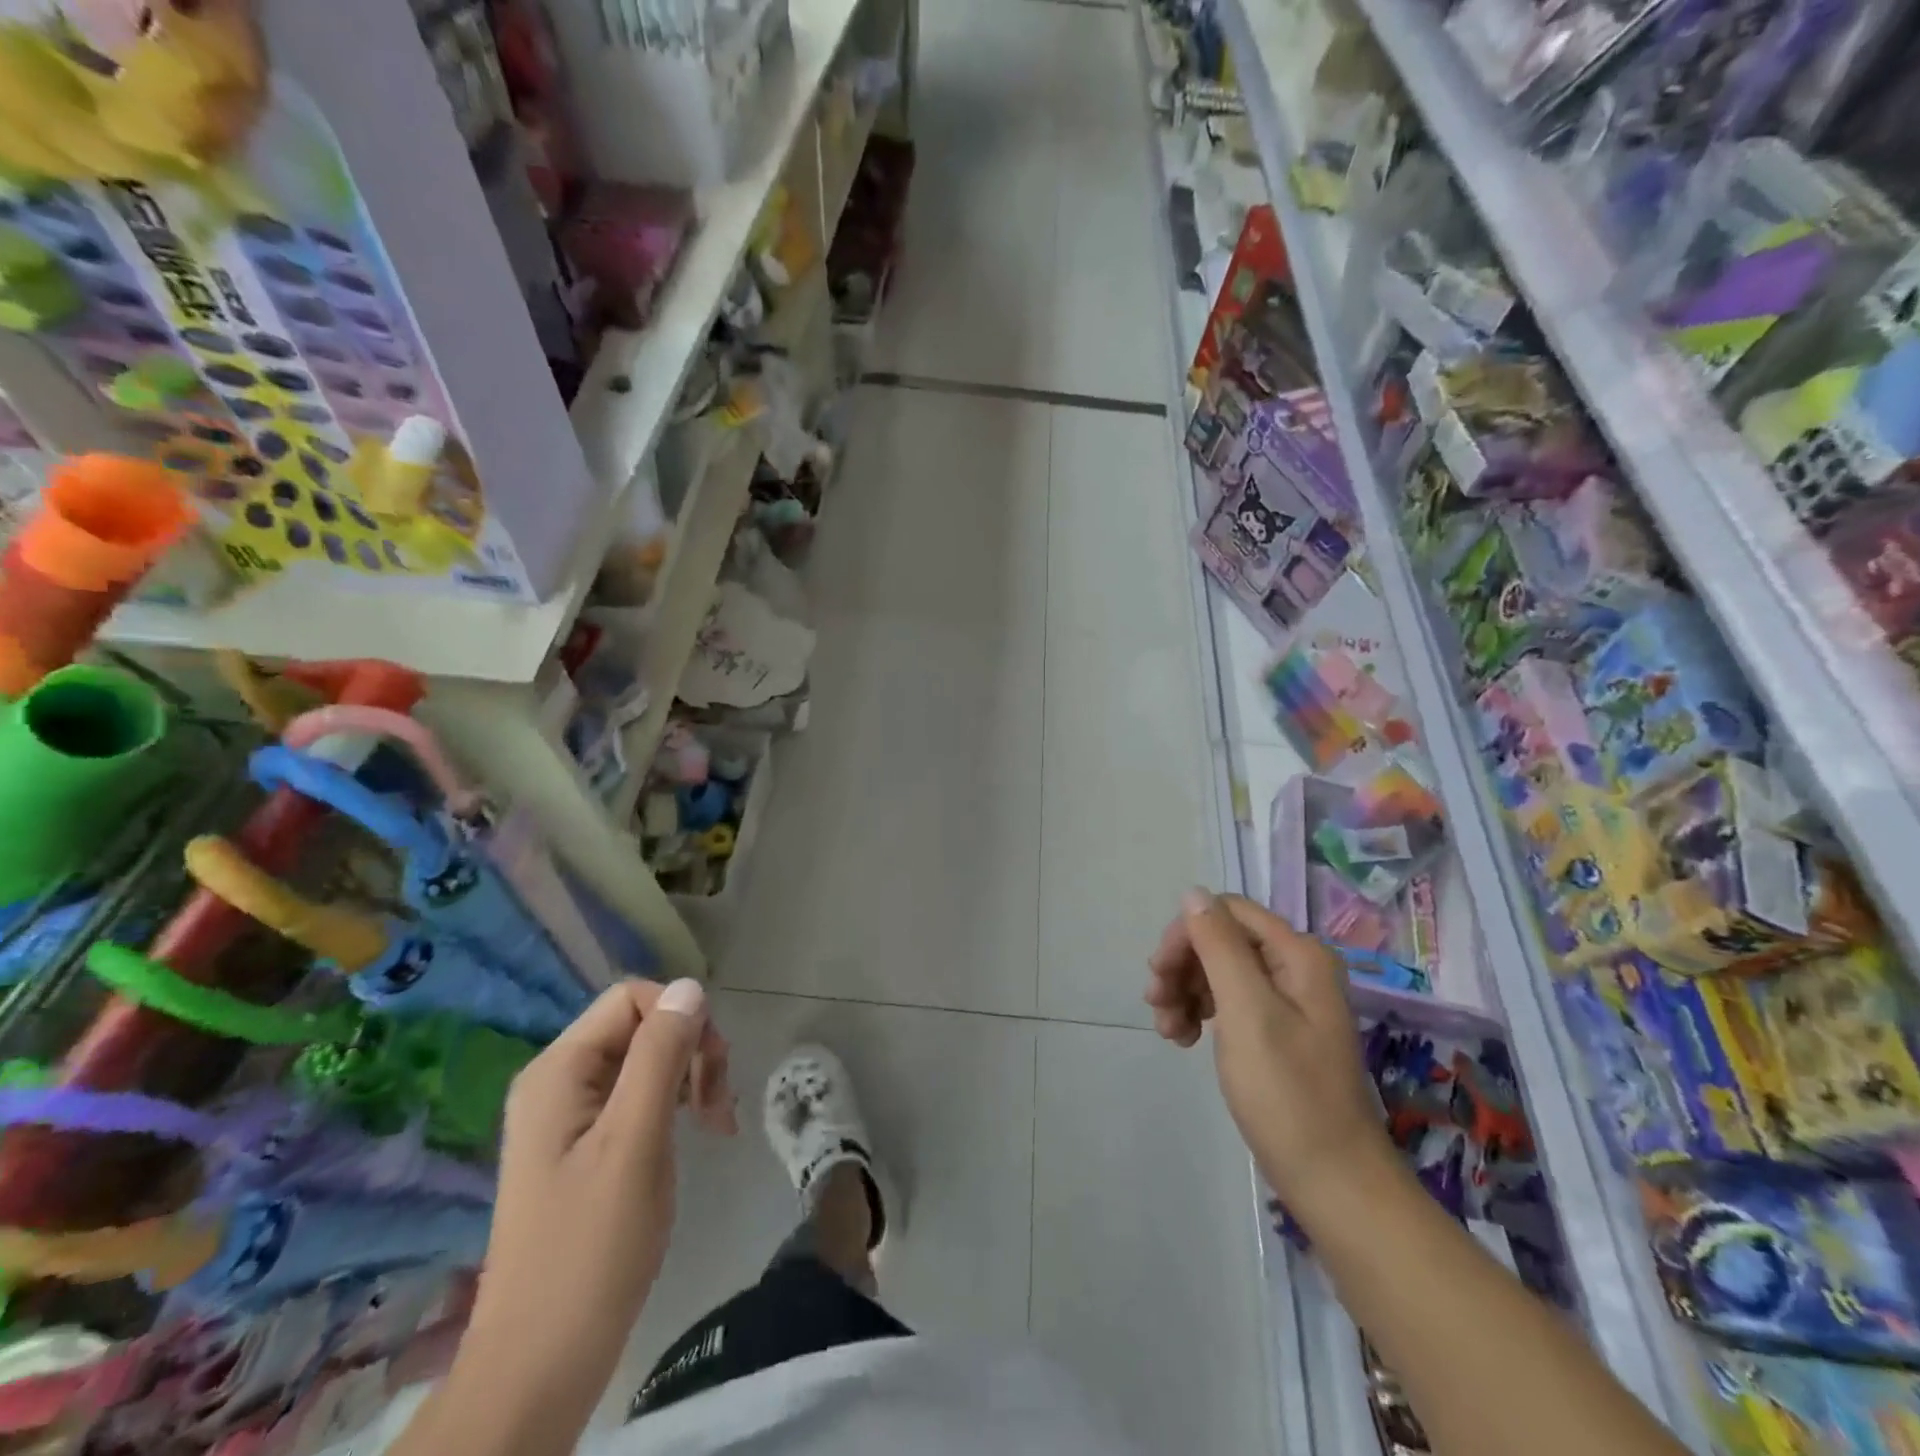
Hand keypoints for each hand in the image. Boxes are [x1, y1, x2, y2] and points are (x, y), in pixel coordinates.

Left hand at [461, 979, 737, 1435]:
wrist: (541, 1363)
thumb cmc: (591, 1247)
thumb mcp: (634, 1140)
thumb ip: (660, 1055)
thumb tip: (689, 986)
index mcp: (558, 1070)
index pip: (631, 998)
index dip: (680, 1017)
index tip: (714, 1066)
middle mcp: (559, 1080)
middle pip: (640, 1026)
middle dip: (690, 1050)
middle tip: (720, 1103)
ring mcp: (570, 1115)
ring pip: (646, 1060)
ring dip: (690, 1078)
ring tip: (717, 1122)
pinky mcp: (585, 1145)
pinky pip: (638, 1096)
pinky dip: (676, 1104)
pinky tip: (698, 1132)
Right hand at [1146, 890, 1389, 1207]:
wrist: (1333, 1181)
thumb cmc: (1287, 1095)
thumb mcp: (1246, 1012)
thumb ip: (1219, 946)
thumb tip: (1193, 893)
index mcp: (1298, 954)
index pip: (1226, 912)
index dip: (1185, 934)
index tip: (1158, 974)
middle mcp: (1296, 967)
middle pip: (1221, 939)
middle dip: (1182, 966)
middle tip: (1155, 1004)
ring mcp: (1288, 1000)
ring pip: (1219, 970)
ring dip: (1185, 991)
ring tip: (1168, 1030)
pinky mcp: (1278, 1029)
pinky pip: (1229, 1000)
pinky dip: (1201, 1012)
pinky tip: (1184, 1038)